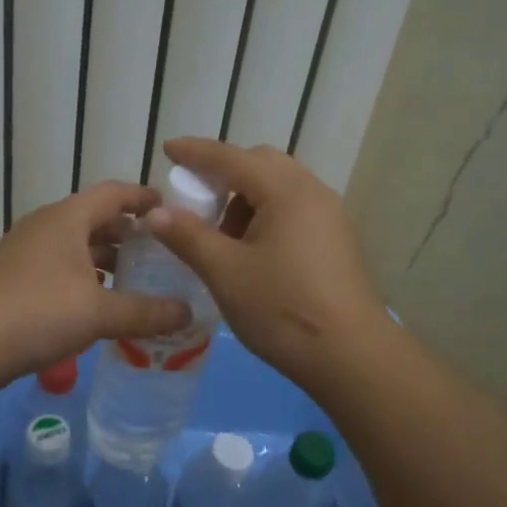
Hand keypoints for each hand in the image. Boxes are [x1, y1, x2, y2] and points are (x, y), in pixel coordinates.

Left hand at [0, 181, 191, 387]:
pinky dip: (82, 278)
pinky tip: (97, 304)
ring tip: (135, 280)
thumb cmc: (38, 312)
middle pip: (94, 219)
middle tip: (160, 253)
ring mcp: (24, 253)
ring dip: (104, 260)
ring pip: (74, 247)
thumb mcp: (100, 313)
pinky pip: (58, 268)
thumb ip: (146, 312)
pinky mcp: (12, 280)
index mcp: (67, 218)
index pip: (114, 193)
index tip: (170, 209)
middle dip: (127, 234)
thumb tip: (189, 313)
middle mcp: (44, 227)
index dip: (143, 198)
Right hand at [144, 138, 386, 385]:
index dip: (196, 153)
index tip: (167, 150)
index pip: (231, 158)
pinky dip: (265, 214)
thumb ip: (188, 236)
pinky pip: (293, 208)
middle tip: (195, 201)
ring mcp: (329, 215)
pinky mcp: (335, 238)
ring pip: (278, 187)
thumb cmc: (282, 308)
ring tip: (222, 238)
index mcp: (285, 191)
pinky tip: (251, 251)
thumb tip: (155, 212)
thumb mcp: (225, 272)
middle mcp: (311, 192)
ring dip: (244, 198)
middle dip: (223, 174)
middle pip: (260, 164)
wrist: (350, 355)